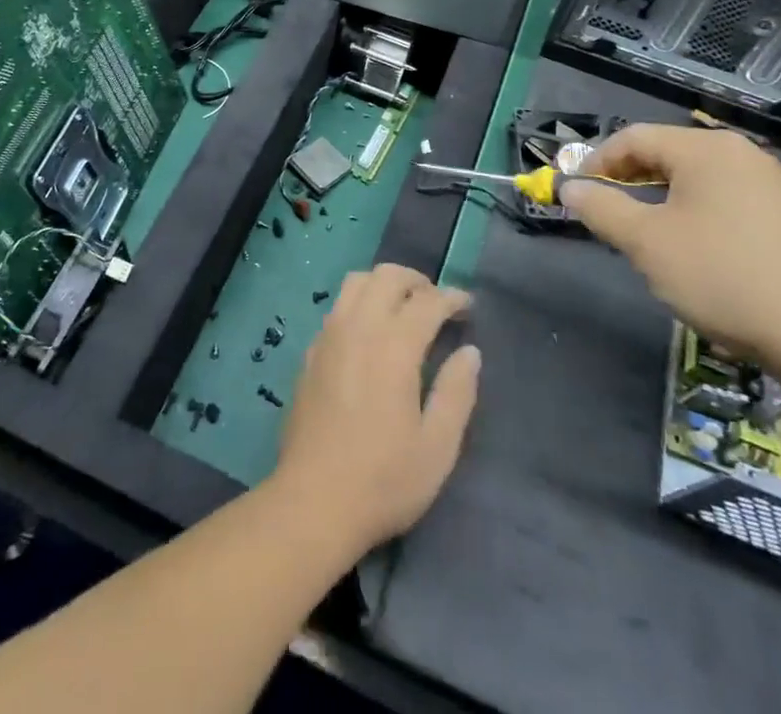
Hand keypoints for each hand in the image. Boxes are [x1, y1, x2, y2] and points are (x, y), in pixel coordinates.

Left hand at [268, 264, 479, 556]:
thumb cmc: (383, 480)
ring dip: (384, 284)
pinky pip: (337, 307)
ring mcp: (329, 336)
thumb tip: (470, 352)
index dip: (452, 297)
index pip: (427, 301)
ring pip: (356, 282)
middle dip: (417, 281)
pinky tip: (369, 334)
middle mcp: (358, 327)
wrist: (312, 503)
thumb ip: (456, 393)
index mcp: (393, 346)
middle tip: (436, 303)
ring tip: (403, 309)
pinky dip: (359, 303)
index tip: (468, 306)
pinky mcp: (310, 352)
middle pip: (387, 276)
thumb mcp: (437, 447)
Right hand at [560, 124, 780, 368]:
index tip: (575, 192)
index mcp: (705, 149)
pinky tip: (687, 247)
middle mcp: (737, 153)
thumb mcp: (647, 243)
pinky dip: (690, 212)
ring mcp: (766, 182)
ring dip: (656, 198)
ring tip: (639, 234)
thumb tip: (570, 188)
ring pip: (691, 178)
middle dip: (626, 180)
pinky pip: (719, 198)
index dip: (596, 161)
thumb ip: (602, 208)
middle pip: (664, 153)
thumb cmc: (723, 276)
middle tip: (602, 213)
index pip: (633, 138)